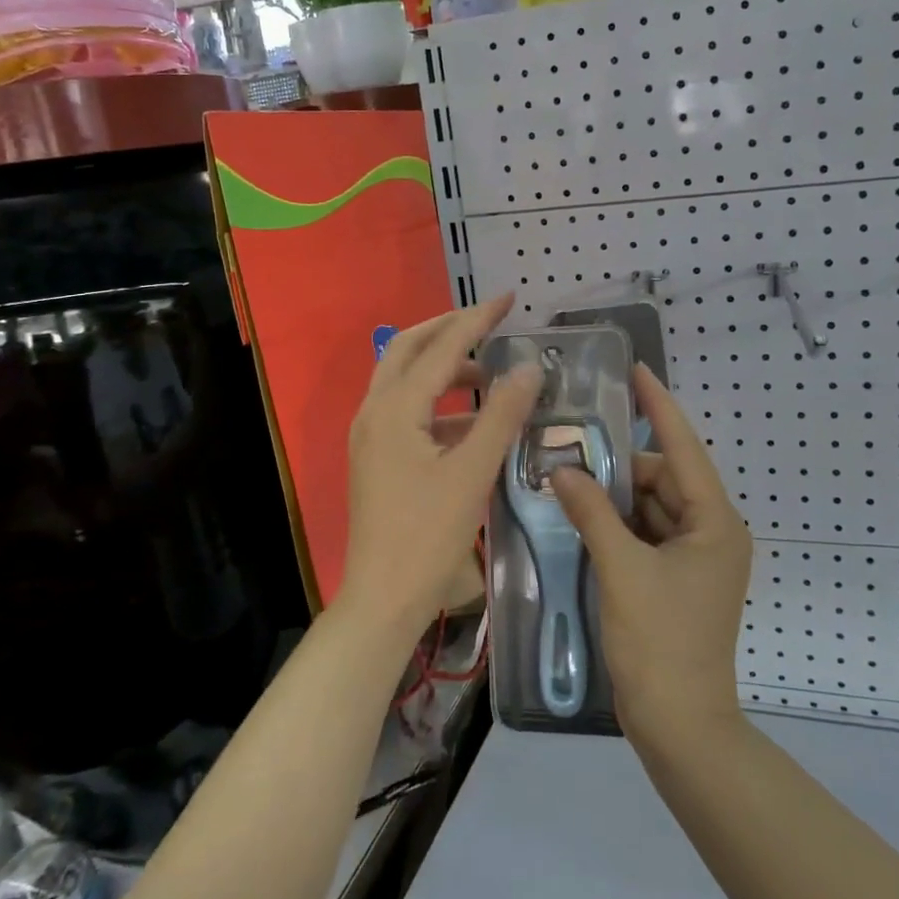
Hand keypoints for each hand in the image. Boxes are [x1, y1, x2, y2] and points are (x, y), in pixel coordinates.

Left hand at [340, 294, 541, 634]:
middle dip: (448, 330)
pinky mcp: (377, 458)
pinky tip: (474, 422)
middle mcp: (374, 412)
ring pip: (405, 380)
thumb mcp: (472, 472)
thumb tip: (528, 368)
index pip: (440, 348)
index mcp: (394, 409)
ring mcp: (371, 436)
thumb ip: (501, 416)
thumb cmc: (427, 536)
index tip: (508, 299)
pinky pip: (408, 412)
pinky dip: (439, 404)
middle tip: (489, 322)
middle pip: (408, 350)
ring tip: (489, 373)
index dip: (476, 320)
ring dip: (443, 368)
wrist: (383, 599)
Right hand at [552, 365, 751, 745]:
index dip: (659, 406)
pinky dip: (616, 523)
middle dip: (620, 463)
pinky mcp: (674, 578)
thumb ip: (592, 513)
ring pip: (650, 506)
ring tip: (568, 475)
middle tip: (571, 444)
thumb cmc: (660, 643)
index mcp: (714, 523)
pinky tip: (581, 514)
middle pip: (662, 478)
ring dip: (614, 495)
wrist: (679, 726)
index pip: (684, 448)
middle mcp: (710, 532)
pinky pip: (644, 533)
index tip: (636, 371)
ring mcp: (693, 558)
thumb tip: (562, 470)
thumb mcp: (622, 570)